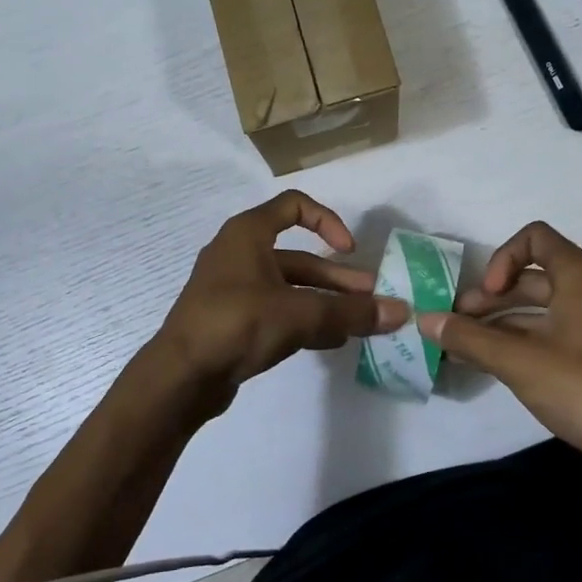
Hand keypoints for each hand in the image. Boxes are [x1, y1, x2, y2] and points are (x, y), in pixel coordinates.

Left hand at [156, 191, 407, 410]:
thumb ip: (350, 312)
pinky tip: (331, 341)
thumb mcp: (299, 314)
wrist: (180, 376)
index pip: (294, 206)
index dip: (328, 221)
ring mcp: (234, 290)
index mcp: (248, 234)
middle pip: (299, 257)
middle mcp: (240, 255)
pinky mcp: (233, 321)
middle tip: (372, 301)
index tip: (350, 250)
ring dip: (325, 303)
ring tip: (359, 325)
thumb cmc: (236, 324)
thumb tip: (400, 312)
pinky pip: (277, 312)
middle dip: (337, 279)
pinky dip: (304, 321)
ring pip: (290, 289)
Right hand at [417, 222, 581, 477]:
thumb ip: (469, 337)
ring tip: (463, 346)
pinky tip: (489, 363)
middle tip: (457, 324)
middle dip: (490, 297)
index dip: (502, 259)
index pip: (533, 238)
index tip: (487, 295)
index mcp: (579, 276)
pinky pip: (551, 331)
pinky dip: (520, 339)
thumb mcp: (518, 361)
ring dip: (500, 321)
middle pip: (532, 275)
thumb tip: (425, 319)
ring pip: (539, 307)